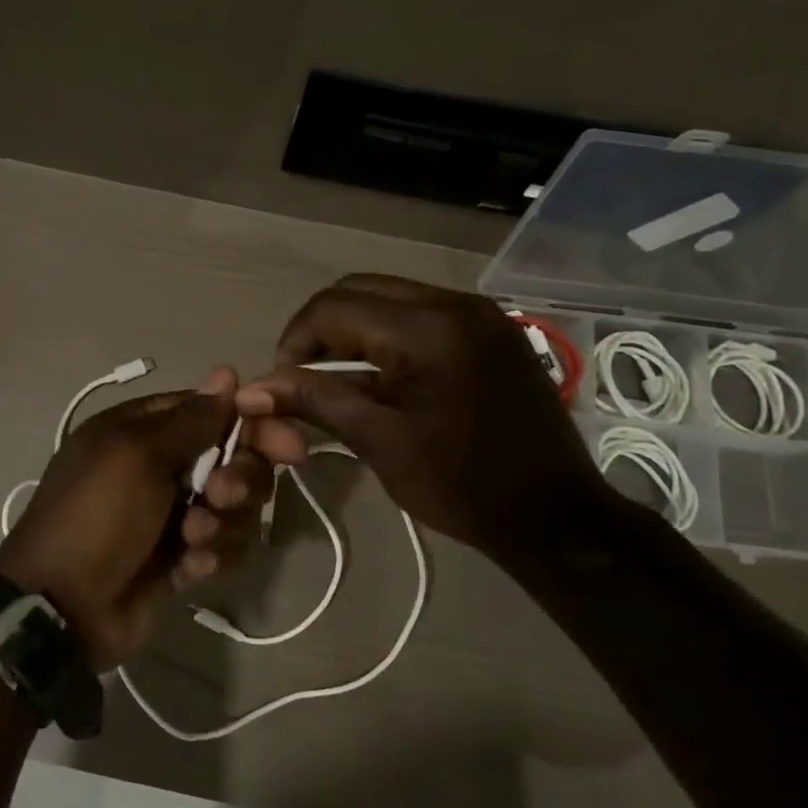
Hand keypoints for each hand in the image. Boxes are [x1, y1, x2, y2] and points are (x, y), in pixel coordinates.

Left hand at [0, 368, 304, 670]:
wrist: (63, 608)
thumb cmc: (96, 516)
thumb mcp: (136, 455)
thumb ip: (190, 419)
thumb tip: (227, 373)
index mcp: (142, 431)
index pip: (212, 412)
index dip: (251, 424)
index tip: (286, 444)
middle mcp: (161, 466)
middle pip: (233, 459)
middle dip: (238, 479)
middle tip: (220, 497)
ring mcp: (172, 514)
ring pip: (235, 506)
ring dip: (222, 524)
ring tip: (191, 540)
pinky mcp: (182, 557)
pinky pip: (223, 546)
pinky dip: (212, 556)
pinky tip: (188, 569)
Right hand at [235, 275, 615, 559]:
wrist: (557, 518)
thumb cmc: (461, 484)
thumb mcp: (379, 441)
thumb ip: (314, 401)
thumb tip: (251, 390)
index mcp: (427, 328)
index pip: (334, 306)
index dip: (295, 339)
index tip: (282, 383)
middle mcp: (455, 303)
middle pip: (361, 290)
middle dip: (321, 329)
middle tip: (305, 377)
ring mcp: (480, 314)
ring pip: (392, 298)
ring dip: (355, 330)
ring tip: (337, 378)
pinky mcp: (493, 332)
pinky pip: (423, 315)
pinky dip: (389, 336)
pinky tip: (382, 377)